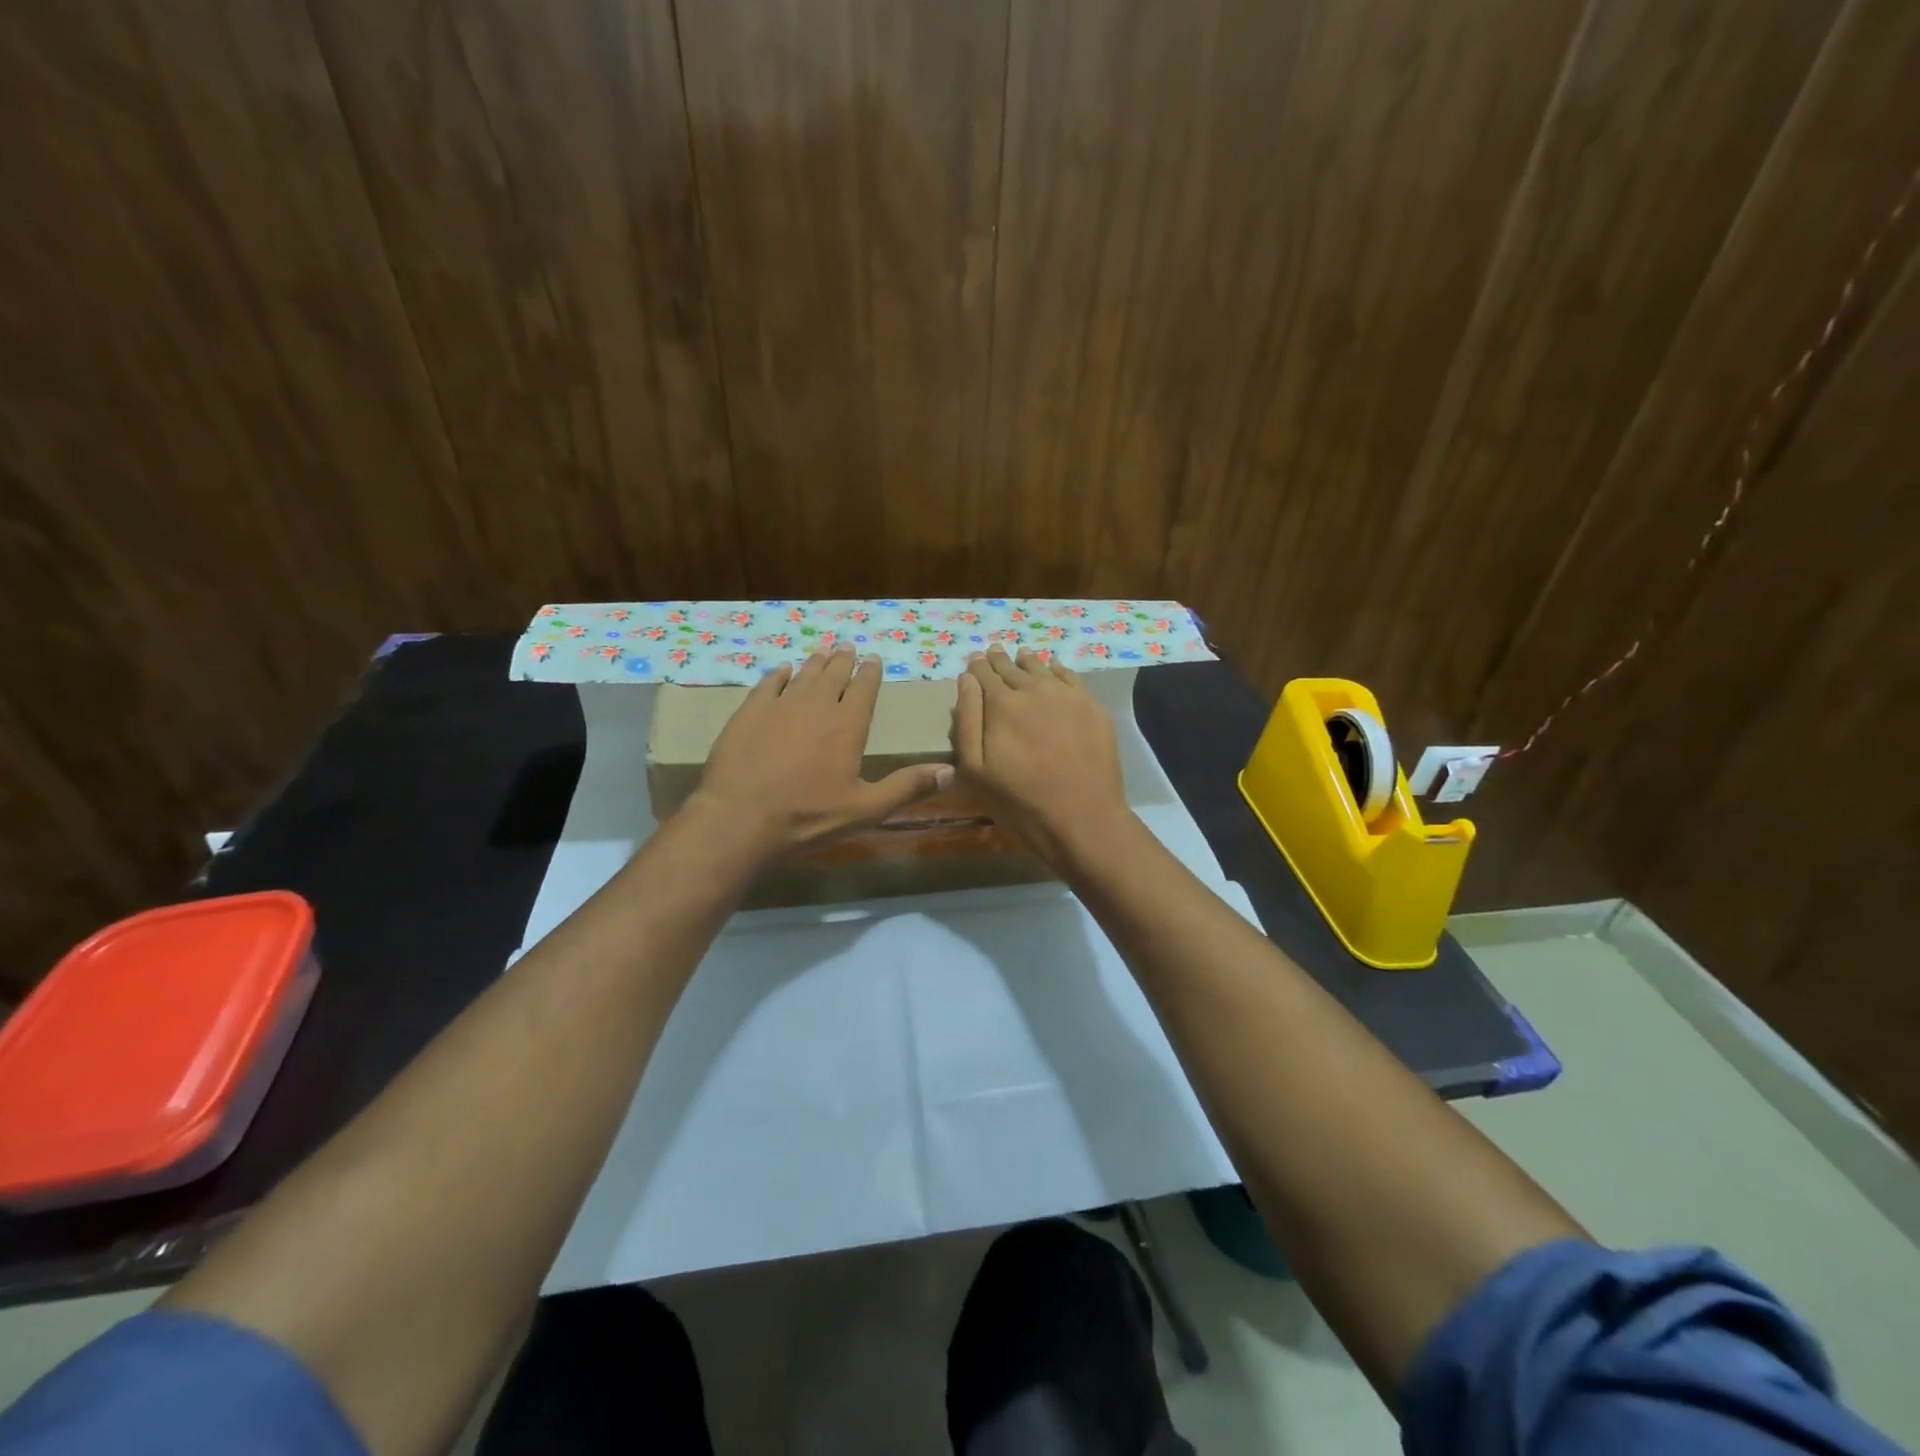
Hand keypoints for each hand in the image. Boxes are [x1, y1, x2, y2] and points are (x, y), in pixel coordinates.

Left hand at [692, 646, 951, 857]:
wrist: (740, 818)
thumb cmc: (807, 817)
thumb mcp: (865, 809)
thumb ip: (907, 788)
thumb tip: (950, 771)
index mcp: (848, 726)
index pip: (864, 690)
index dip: (871, 673)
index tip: (874, 659)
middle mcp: (816, 706)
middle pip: (834, 675)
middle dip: (844, 661)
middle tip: (848, 648)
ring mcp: (780, 706)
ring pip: (803, 676)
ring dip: (816, 663)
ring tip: (823, 653)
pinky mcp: (749, 713)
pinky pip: (768, 684)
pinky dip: (779, 675)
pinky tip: (783, 670)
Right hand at [953, 645, 1130, 866]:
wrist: (1082, 818)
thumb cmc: (1020, 801)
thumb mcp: (975, 769)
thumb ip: (967, 720)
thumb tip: (966, 679)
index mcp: (1001, 704)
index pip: (983, 674)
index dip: (977, 666)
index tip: (974, 659)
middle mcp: (1034, 689)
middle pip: (1012, 667)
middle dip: (1000, 660)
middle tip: (994, 652)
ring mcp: (1067, 696)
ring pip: (1042, 668)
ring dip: (1028, 661)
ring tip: (1021, 655)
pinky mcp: (1093, 708)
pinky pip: (1071, 678)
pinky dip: (1058, 670)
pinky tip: (1054, 669)